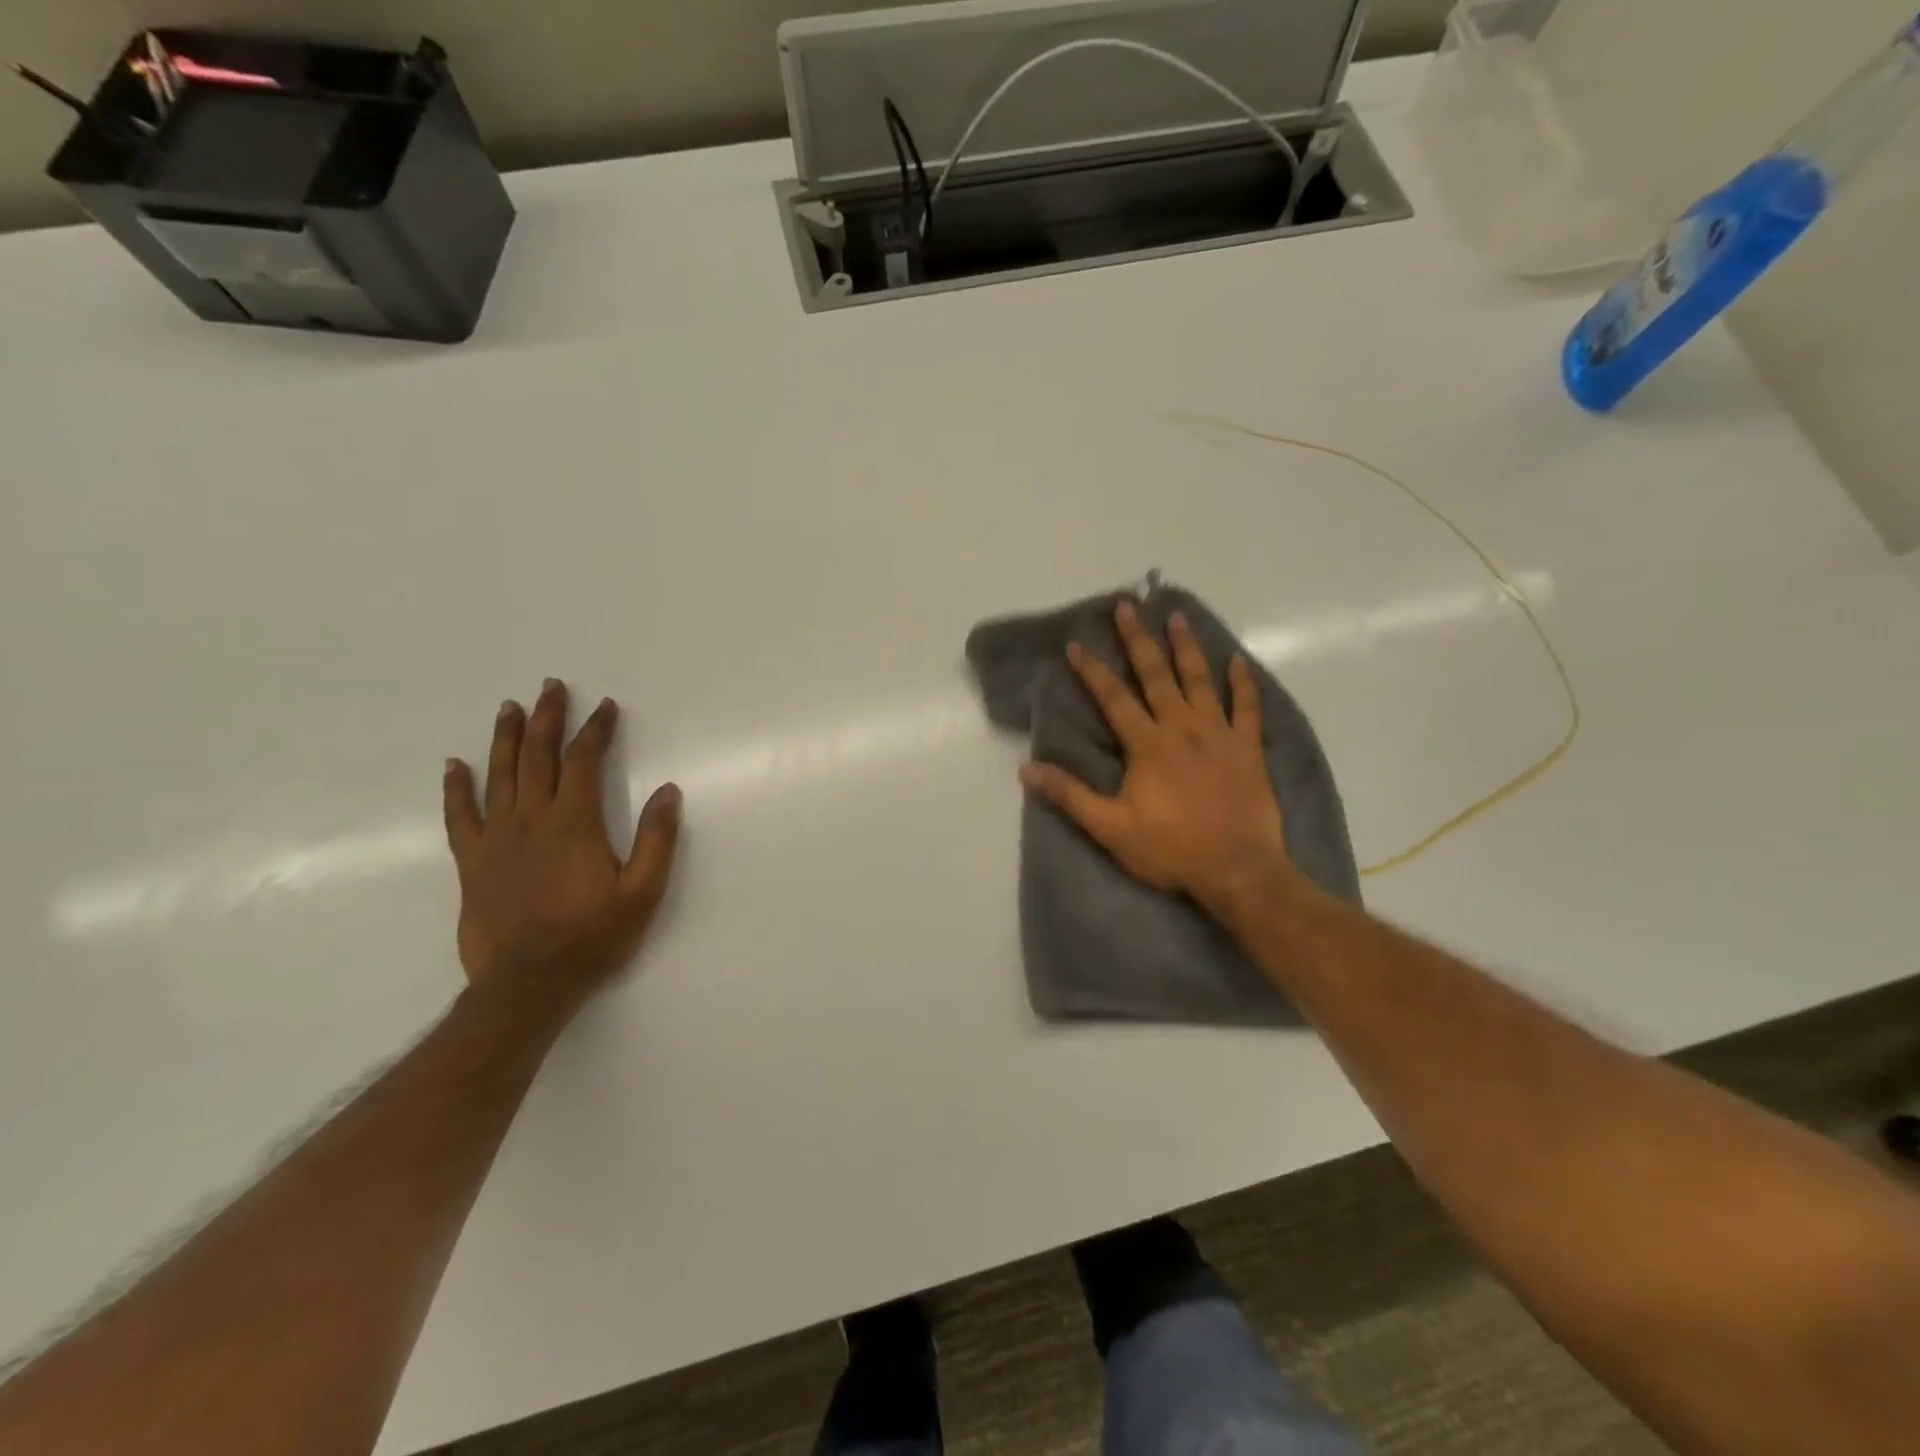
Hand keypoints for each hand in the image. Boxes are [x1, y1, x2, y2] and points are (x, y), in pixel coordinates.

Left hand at [443, 679, 681, 1012]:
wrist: (528, 984)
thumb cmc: (593, 937)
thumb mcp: (643, 892)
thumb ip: (657, 839)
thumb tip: (669, 791)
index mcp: (575, 823)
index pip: (584, 761)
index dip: (595, 730)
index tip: (605, 706)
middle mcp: (532, 820)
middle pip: (538, 757)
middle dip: (547, 719)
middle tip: (551, 687)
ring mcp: (497, 839)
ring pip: (499, 776)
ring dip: (506, 738)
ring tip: (509, 708)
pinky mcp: (473, 862)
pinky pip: (461, 816)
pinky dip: (457, 788)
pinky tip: (454, 766)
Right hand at [1020, 602, 1294, 917]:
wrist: (1238, 870)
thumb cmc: (1171, 849)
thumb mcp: (1111, 828)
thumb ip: (1070, 795)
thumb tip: (1027, 769)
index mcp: (1147, 745)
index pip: (1114, 699)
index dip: (1092, 671)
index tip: (1077, 644)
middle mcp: (1182, 728)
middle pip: (1156, 676)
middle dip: (1138, 641)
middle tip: (1128, 607)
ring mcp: (1219, 735)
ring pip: (1200, 681)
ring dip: (1187, 648)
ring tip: (1177, 618)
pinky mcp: (1248, 749)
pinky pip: (1247, 709)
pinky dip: (1243, 684)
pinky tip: (1239, 662)